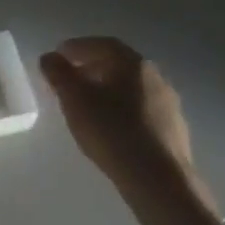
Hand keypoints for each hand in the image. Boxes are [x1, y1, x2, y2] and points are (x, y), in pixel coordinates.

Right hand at [40, 37, 195, 195]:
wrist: (159, 181)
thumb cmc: (112, 130)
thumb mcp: (74, 98)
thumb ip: (58, 73)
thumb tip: (50, 57)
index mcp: (134, 64)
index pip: (103, 44)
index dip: (78, 47)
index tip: (58, 56)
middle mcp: (156, 78)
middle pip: (119, 65)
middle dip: (91, 68)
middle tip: (69, 79)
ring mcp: (169, 106)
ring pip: (131, 89)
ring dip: (107, 90)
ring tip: (86, 105)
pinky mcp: (174, 132)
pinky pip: (142, 110)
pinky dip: (122, 110)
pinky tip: (110, 127)